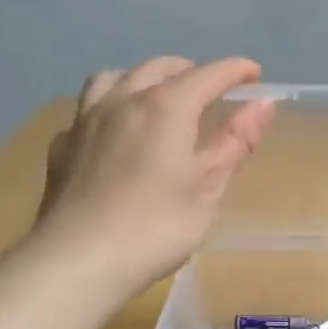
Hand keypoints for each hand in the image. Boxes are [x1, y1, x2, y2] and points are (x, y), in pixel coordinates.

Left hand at [35, 56, 275, 291]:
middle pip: (160, 67)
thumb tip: (264, 103)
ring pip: (115, 77)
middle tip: (211, 92)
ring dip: (143, 78)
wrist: (78, 260)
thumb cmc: (156, 227)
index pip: (209, 74)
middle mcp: (124, 99)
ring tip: (157, 98)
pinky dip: (109, 109)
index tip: (255, 75)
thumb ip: (236, 141)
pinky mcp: (62, 146)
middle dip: (191, 71)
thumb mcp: (208, 188)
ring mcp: (86, 119)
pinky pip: (88, 110)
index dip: (236, 70)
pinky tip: (113, 133)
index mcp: (167, 106)